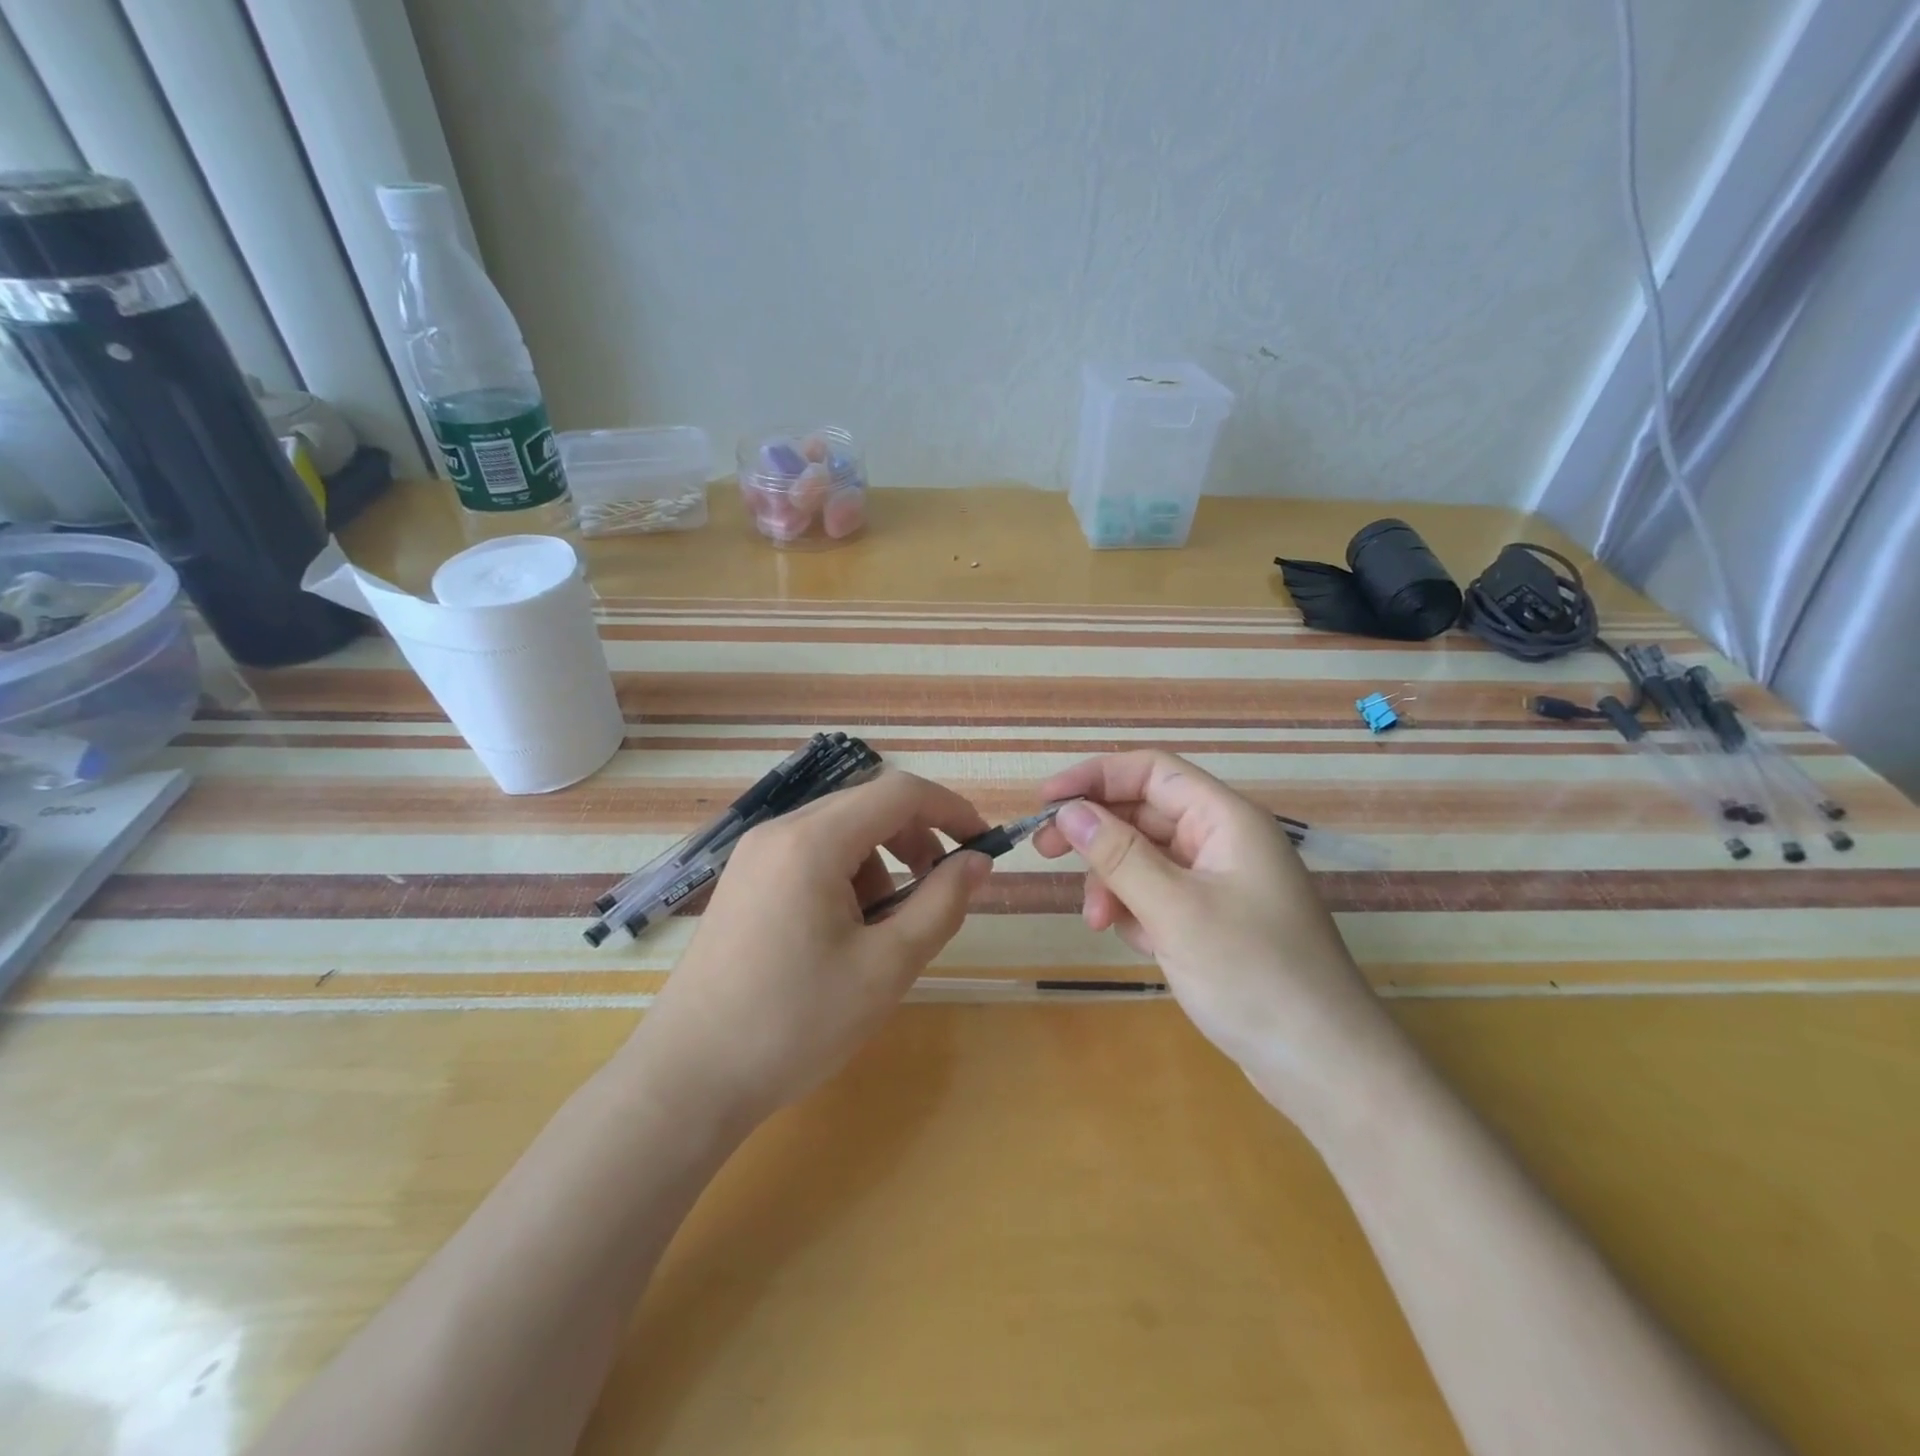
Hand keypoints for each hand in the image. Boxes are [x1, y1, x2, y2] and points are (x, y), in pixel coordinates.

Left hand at [627, 769, 992, 1128]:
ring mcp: (754, 855)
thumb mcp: (886, 967)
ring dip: (881, 862)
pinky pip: (810, 855)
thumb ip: (941, 904)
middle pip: (867, 805)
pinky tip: (842, 933)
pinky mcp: (743, 881)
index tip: (983, 845)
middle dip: (916, 837)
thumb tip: (977, 862)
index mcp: (813, 841)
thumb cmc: (795, 1023)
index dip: (950, 809)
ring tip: (884, 927)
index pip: (899, 792)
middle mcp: (779, 831)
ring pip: (840, 831)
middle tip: (940, 888)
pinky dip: (846, 876)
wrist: (688, 1078)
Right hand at [1031, 752, 1394, 1109]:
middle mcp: (1223, 842)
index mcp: (1226, 820)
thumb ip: (1118, 855)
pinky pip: (1159, 897)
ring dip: (1113, 882)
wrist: (1325, 1066)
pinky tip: (1136, 942)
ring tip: (1098, 923)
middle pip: (1144, 814)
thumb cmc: (1253, 975)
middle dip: (1096, 834)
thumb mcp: (1175, 910)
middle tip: (1044, 853)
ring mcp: (1220, 884)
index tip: (1045, 801)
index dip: (1094, 777)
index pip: (1151, 772)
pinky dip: (1136, 911)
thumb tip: (1068, 811)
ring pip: (1146, 859)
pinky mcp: (1214, 922)